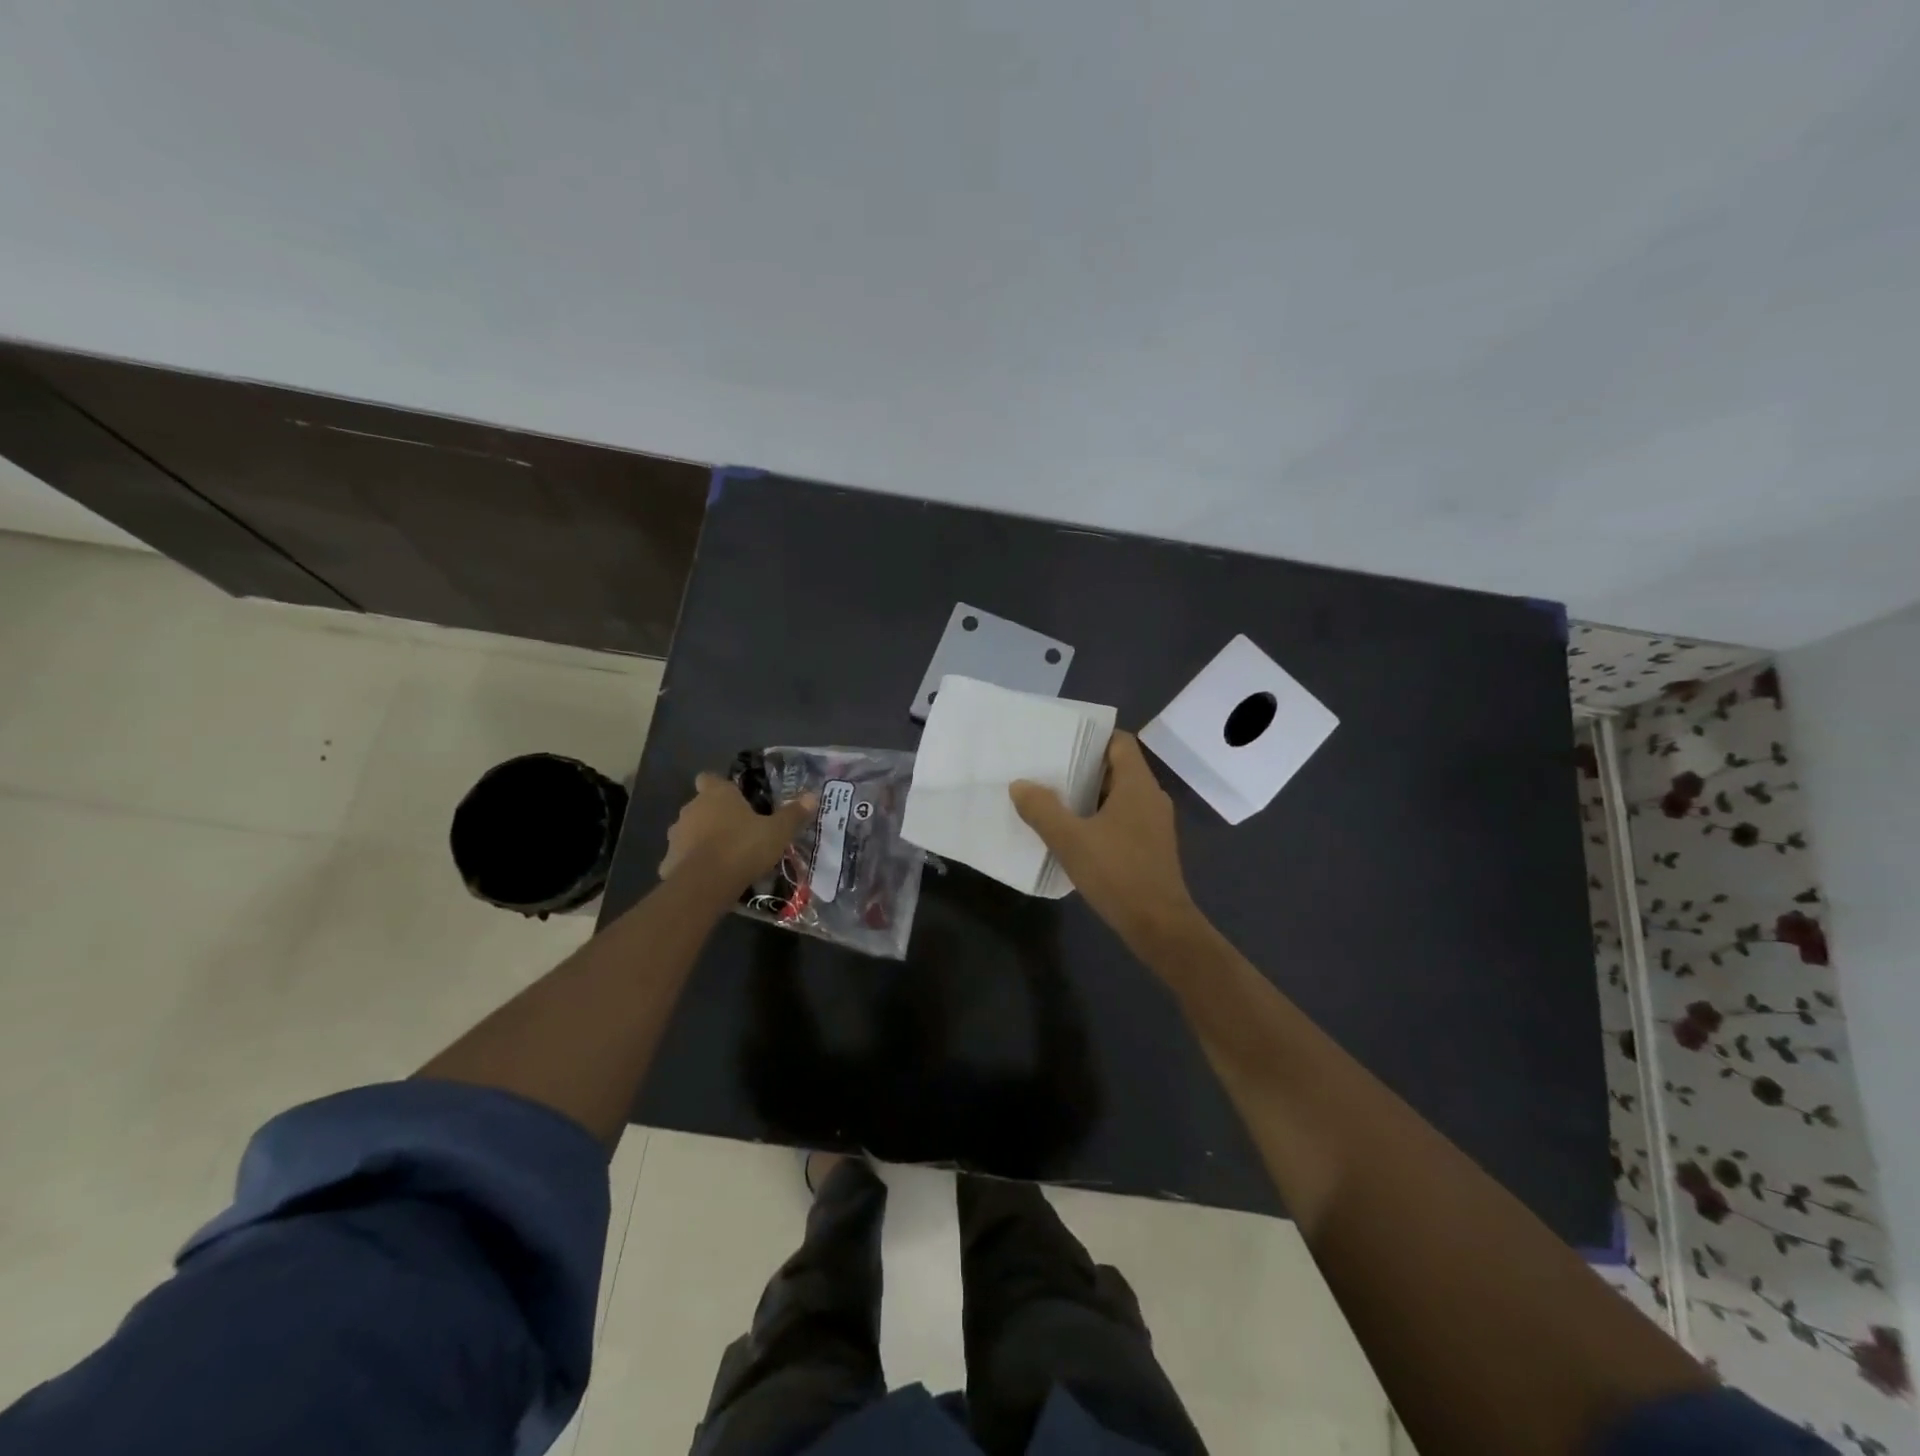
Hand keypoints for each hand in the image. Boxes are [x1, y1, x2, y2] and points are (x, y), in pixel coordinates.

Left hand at [660, 773, 816, 888]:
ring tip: (725, 856)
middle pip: (700, 805)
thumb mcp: (777, 832)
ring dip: (702, 839)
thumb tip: (812, 796)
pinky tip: (710, 877)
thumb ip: (793, 814)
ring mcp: (676, 835)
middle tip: (738, 830)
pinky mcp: (668, 861)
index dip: (720, 786)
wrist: (704, 884)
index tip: (735, 798)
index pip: (710, 778)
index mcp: (716, 794)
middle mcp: (691, 809)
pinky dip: (692, 864)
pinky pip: (682, 858)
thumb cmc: (742, 847)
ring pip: (690, 831)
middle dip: (715, 816)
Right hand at [1011, 732, 1198, 948]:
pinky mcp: (1152, 847)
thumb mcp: (1070, 840)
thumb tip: (1020, 784)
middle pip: (1118, 768)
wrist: (1159, 926)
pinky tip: (1075, 833)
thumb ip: (1042, 809)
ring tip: (1054, 799)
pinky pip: (1124, 819)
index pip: (1120, 742)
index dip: (1092, 737)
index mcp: (1138, 785)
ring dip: (1090, 795)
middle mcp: (1151, 797)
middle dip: (1083, 768)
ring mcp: (1155, 824)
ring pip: (1120, 796)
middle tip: (1048, 770)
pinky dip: (1101, 818)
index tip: (1061, 741)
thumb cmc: (1117, 873)